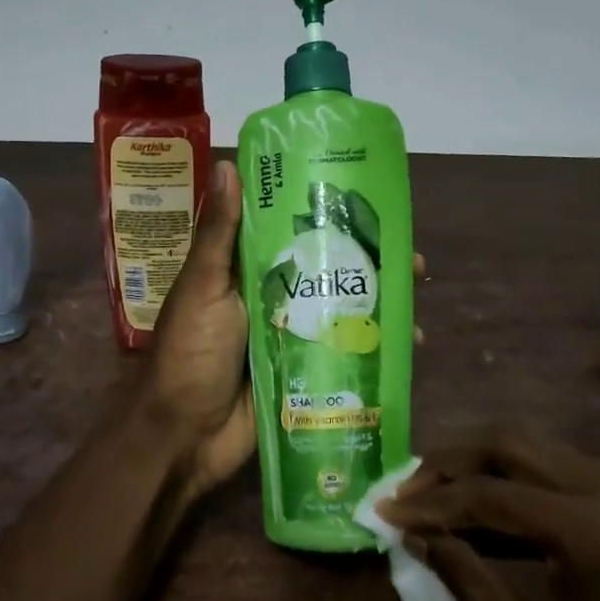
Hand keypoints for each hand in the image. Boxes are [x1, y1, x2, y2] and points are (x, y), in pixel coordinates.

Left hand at [146, 161, 430, 496]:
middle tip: (413, 264)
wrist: (184, 437)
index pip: (294, 232)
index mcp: (247, 271)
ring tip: (416, 308)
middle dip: (370, 267)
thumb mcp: (203, 288)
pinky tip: (407, 349)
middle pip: (328, 273)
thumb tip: (228, 164)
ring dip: (378, 308)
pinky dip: (372, 350)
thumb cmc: (189, 355)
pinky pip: (341, 355)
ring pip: (340, 313)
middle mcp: (273, 299)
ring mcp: (290, 338)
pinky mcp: (303, 375)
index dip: (332, 218)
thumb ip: (219, 234)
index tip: (374, 207)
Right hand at [377, 433, 599, 600]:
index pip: (489, 496)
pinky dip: (519, 481)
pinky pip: (563, 471)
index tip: (385, 511)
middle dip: (452, 460)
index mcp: (590, 531)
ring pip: (538, 447)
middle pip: (512, 443)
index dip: (431, 502)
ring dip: (483, 464)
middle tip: (409, 488)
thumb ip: (468, 583)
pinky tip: (489, 511)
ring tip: (438, 493)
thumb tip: (418, 536)